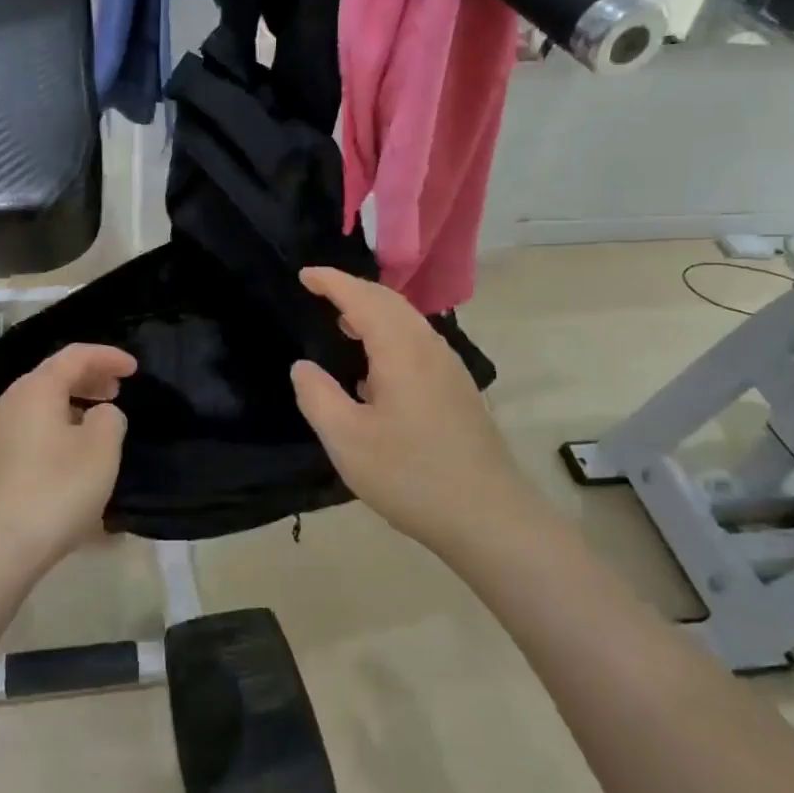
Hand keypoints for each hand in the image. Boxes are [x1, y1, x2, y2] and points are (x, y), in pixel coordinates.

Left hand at [0, 344, 135, 575]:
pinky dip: (56, 431)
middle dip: (89, 379)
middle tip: (117, 390)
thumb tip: (100, 414)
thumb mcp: (101, 450)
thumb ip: (110, 419)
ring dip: (72, 407)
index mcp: (35, 390)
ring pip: (40, 407)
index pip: (75, 356)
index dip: (108, 356)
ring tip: (98, 424)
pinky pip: (30, 433)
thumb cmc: (55, 491)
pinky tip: (72, 458)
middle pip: (53, 378)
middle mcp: (9, 404)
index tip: (134, 368)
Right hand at [290, 267, 519, 551]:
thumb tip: (303, 366)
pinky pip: (418, 343)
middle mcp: (429, 348)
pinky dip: (389, 335)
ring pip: (407, 322)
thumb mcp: (347, 440)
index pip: (362, 298)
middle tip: (319, 291)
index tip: (304, 274)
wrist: (490, 518)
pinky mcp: (458, 391)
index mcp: (401, 350)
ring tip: (342, 324)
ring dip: (373, 312)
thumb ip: (318, 396)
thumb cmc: (411, 475)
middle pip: (389, 302)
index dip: (331, 281)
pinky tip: (374, 369)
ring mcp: (449, 369)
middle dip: (353, 289)